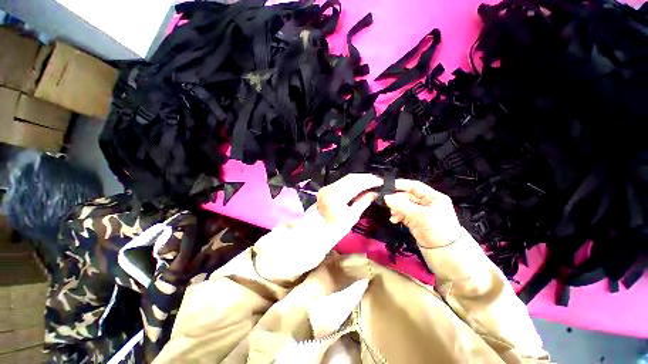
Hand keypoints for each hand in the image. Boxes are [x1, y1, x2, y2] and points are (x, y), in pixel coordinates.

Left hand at [316, 173, 381, 226]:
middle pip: (350, 178)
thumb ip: (363, 202)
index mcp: (336, 198)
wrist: (317, 230)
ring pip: (346, 178)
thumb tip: (375, 193)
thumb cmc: (335, 229)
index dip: (369, 181)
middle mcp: (330, 189)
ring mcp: (327, 187)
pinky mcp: (326, 187)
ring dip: (359, 178)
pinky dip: (352, 181)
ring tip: (371, 180)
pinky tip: (360, 183)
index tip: (380, 181)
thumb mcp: (352, 217)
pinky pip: (342, 181)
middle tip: (378, 179)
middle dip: (365, 177)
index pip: (355, 184)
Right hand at [384, 179, 462, 248]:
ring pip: (403, 205)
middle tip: (386, 203)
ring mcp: (420, 213)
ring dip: (395, 208)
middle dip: (396, 199)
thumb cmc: (438, 230)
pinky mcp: (415, 222)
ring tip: (393, 215)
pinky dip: (397, 216)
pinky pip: (402, 215)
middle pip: (407, 196)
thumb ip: (402, 205)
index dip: (401, 184)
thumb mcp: (421, 216)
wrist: (447, 255)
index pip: (414, 186)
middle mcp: (426, 203)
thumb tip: (385, 197)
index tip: (387, 186)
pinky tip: (394, 220)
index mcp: (432, 197)